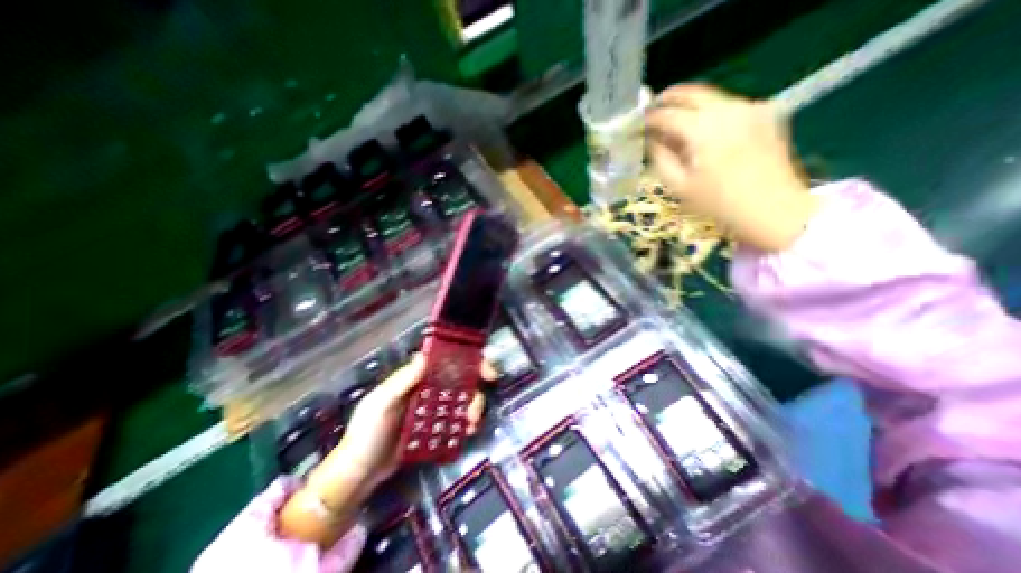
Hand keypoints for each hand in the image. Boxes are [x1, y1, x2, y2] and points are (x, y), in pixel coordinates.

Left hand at [317, 354, 494, 488]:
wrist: (358, 474)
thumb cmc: (366, 434)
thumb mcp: (381, 404)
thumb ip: (401, 381)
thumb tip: (425, 356)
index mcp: (415, 377)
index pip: (444, 360)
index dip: (467, 360)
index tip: (485, 370)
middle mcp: (427, 388)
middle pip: (459, 379)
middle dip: (475, 386)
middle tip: (481, 399)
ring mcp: (432, 408)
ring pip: (461, 399)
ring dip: (473, 406)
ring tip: (472, 423)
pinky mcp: (435, 427)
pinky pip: (456, 419)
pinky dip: (466, 422)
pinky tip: (468, 431)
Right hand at [645, 84, 817, 249]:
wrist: (772, 208)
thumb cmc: (718, 202)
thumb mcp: (679, 186)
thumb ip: (661, 159)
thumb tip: (652, 141)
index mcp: (703, 128)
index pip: (668, 115)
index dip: (650, 118)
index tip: (639, 123)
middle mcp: (728, 109)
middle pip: (693, 93)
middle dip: (671, 98)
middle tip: (656, 106)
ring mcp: (750, 108)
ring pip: (713, 98)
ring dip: (692, 106)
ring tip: (678, 122)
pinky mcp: (765, 114)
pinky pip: (731, 106)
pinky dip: (712, 113)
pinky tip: (706, 130)